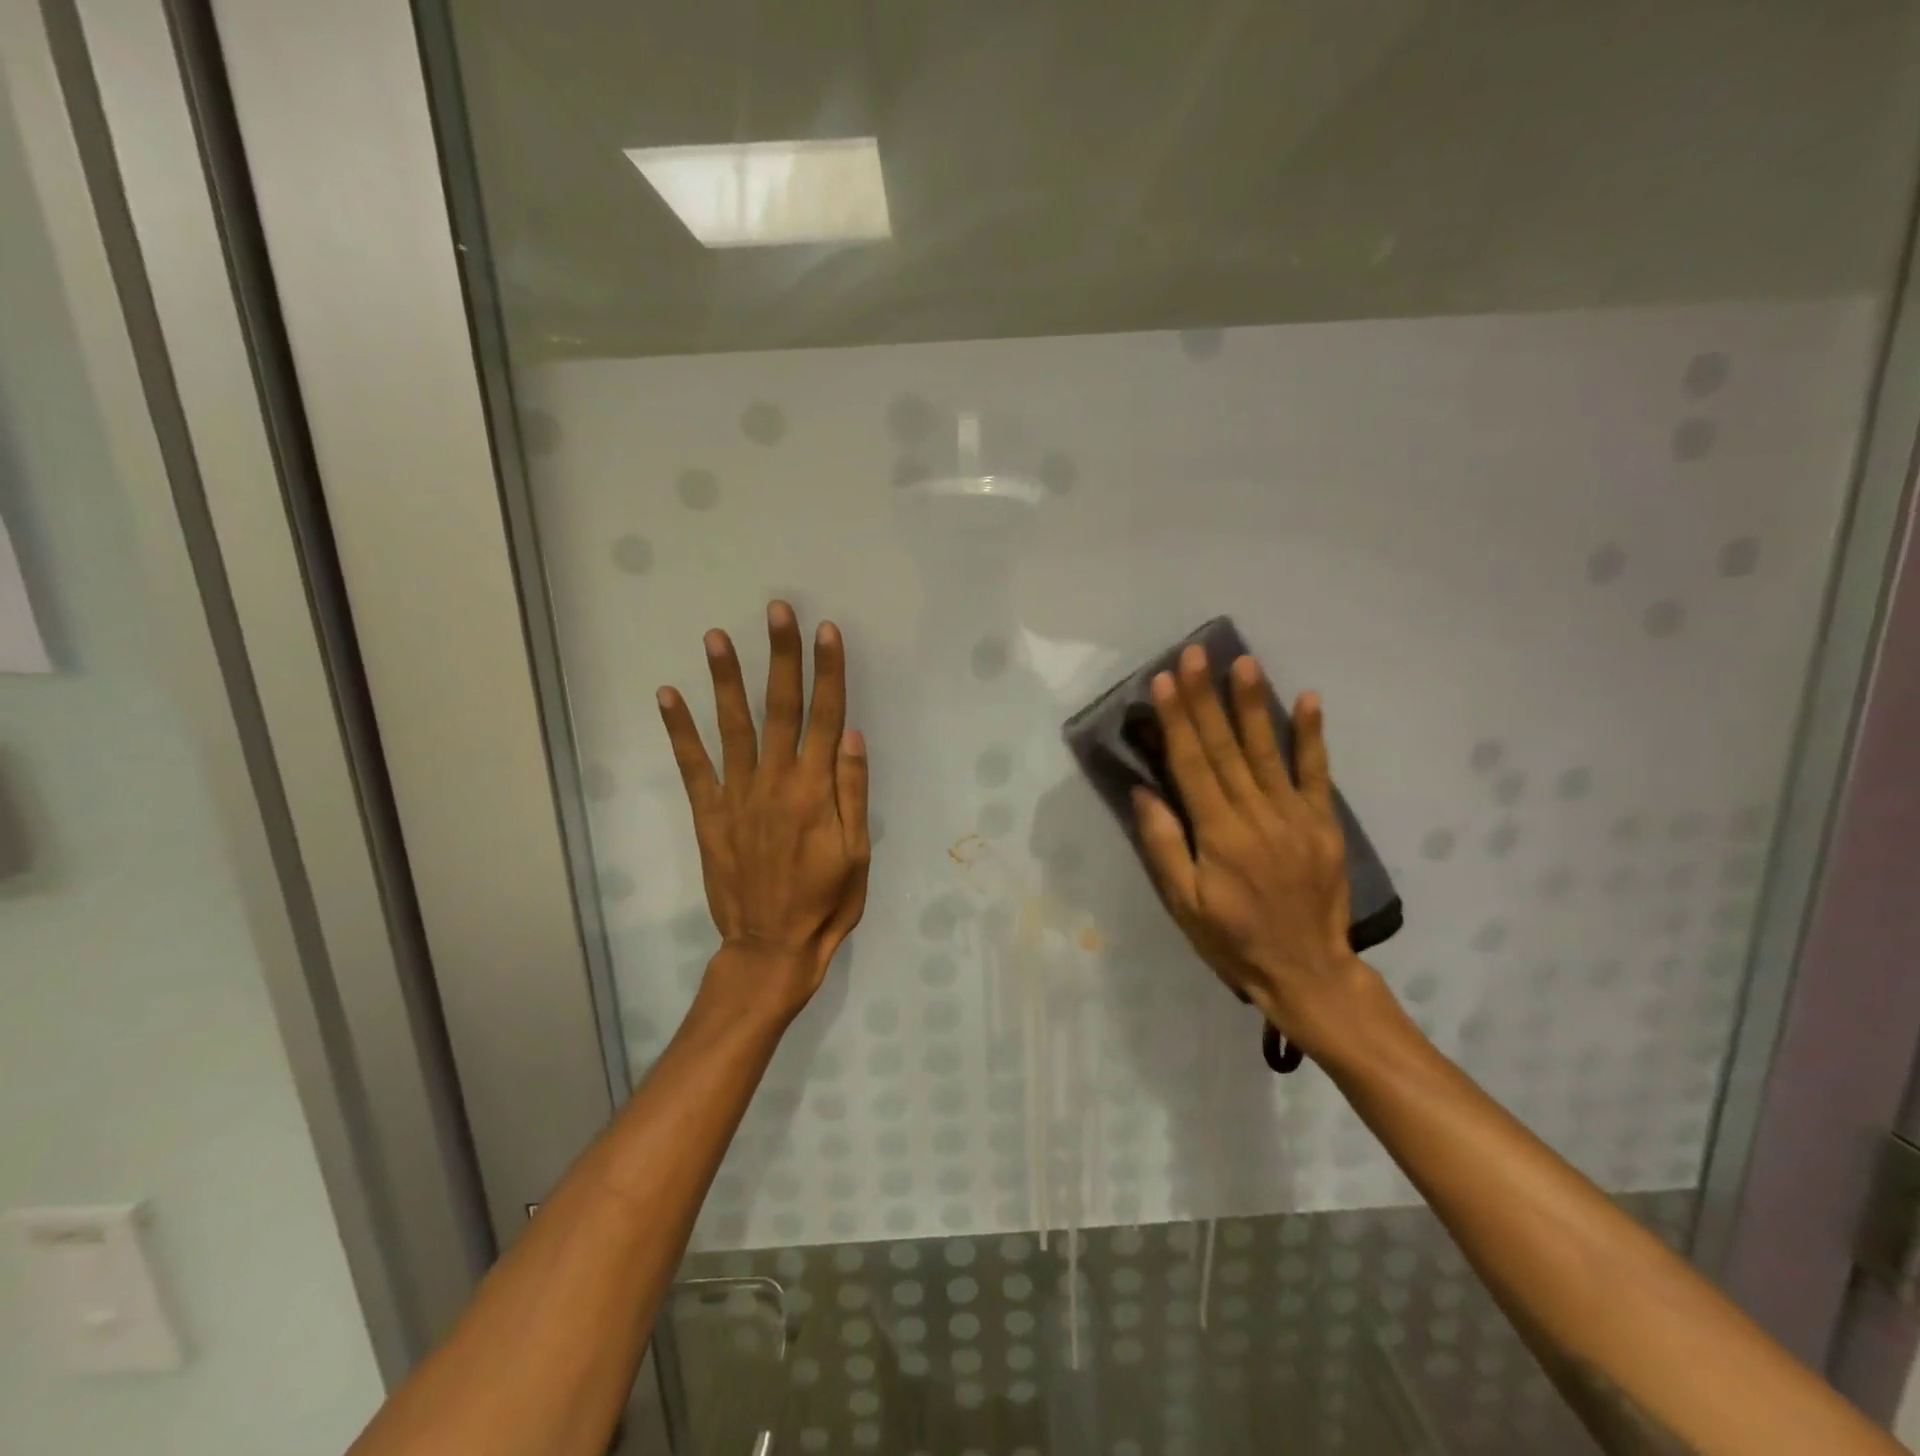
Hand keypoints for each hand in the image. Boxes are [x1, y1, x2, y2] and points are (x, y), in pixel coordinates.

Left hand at [657, 601, 870, 1021]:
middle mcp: (775, 782)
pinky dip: (679, 730)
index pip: (825, 716)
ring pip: (733, 727)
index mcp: (816, 790)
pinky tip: (669, 695)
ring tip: (715, 636)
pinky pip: (692, 766)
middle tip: (777, 611)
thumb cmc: (826, 902)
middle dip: (780, 657)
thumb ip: (851, 790)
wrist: (771, 947)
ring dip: (725, 679)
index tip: (827, 631)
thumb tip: (848, 731)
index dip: (828, 672)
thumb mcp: (857, 852)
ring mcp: (737, 796)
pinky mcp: (709, 814)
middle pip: (780, 708)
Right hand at [1132, 644, 1367, 1059]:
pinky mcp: (1324, 824)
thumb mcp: (1183, 905)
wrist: (1308, 972)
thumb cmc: (1233, 940)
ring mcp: (1295, 817)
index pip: (1192, 765)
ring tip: (1243, 662)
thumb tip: (1143, 791)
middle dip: (1206, 698)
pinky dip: (1311, 735)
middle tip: (1195, 654)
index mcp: (1219, 835)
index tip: (1164, 681)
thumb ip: (1163, 846)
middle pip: (1225, 748)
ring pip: (1267, 751)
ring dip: (1252, 704)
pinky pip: (1317, 773)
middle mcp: (1257, 816)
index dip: (1177, 721)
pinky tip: (1307, 699)